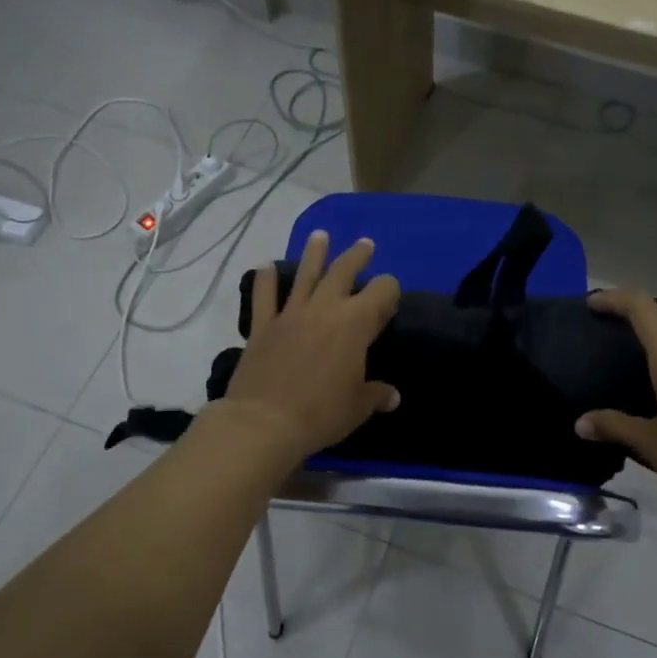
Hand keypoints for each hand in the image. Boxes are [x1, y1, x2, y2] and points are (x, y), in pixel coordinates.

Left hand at [219, 231, 401, 465]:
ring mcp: (291, 313)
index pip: (383, 291)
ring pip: (305, 274)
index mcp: (356, 323)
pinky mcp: (263, 326)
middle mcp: (325, 308)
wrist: (265, 421)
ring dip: (314, 253)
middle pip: (345, 271)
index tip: (390, 301)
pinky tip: (264, 266)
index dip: (389, 291)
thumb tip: (392, 396)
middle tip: (365, 244)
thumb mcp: (358, 407)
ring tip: (320, 236)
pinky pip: (265, 296)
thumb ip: (376, 395)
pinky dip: (264, 280)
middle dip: (357, 256)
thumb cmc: (321, 412)